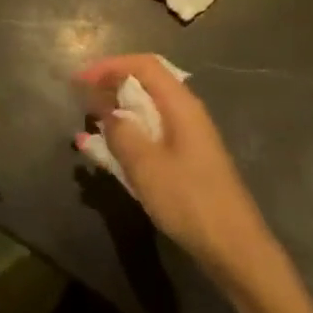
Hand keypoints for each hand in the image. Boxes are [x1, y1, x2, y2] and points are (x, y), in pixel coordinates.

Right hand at [77, 55, 279, 288]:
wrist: (233, 247)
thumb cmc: (189, 200)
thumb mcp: (146, 165)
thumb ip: (122, 132)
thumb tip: (107, 111)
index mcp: (180, 105)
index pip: (143, 65)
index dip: (109, 65)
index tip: (79, 80)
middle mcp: (186, 113)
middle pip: (146, 84)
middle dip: (111, 87)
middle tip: (81, 101)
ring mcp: (188, 137)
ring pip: (147, 112)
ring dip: (117, 114)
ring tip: (88, 125)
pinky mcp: (186, 160)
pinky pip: (151, 135)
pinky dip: (128, 137)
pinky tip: (107, 152)